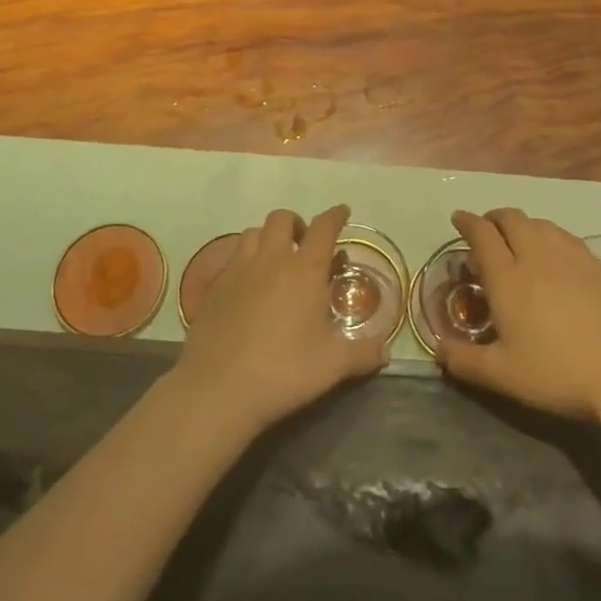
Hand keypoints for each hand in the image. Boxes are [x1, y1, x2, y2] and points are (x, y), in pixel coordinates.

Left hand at [172, 204, 387, 438]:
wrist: (218, 388)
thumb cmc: (283, 370)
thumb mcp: (332, 366)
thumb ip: (361, 353)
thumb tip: (386, 350)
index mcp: (304, 270)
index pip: (323, 228)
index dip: (335, 216)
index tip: (342, 212)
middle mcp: (271, 260)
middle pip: (282, 219)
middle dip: (296, 224)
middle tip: (304, 245)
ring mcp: (238, 271)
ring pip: (253, 233)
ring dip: (268, 238)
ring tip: (275, 261)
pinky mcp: (214, 288)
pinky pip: (231, 260)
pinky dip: (244, 262)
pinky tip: (248, 287)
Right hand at [437, 208, 600, 421]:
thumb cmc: (557, 373)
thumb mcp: (503, 375)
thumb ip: (465, 361)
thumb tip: (436, 349)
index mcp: (507, 277)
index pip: (482, 234)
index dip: (467, 222)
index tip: (457, 219)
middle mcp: (535, 256)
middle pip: (510, 218)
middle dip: (493, 218)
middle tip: (485, 231)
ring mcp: (569, 256)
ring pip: (538, 222)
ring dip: (520, 224)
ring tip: (516, 241)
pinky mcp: (595, 264)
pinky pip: (562, 234)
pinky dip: (547, 233)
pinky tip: (551, 253)